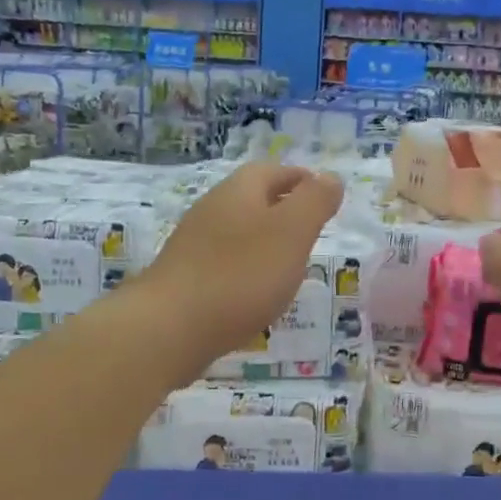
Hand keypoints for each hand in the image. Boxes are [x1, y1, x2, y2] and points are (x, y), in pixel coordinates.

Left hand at [141, 163, 344, 372]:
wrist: (169, 328)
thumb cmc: (241, 274)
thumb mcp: (292, 232)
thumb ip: (315, 201)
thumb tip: (330, 177)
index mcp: (240, 190)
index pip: (276, 171)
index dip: (304, 180)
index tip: (326, 199)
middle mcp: (213, 208)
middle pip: (254, 199)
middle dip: (285, 210)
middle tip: (313, 232)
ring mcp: (194, 243)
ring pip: (239, 232)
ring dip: (266, 242)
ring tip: (291, 265)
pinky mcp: (185, 277)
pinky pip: (225, 262)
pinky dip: (247, 270)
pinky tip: (257, 294)